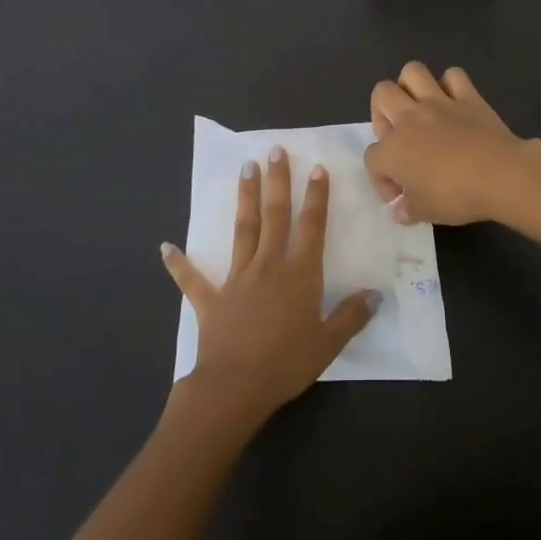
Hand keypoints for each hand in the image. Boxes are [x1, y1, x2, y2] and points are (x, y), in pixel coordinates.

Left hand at [162, 148, 377, 429]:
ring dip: (245, 199)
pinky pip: (193, 279)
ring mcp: (237, 279)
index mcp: (299, 275)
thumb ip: (351, 316)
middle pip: (274, 216)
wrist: (235, 388)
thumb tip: (375, 294)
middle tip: (274, 151)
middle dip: (277, 182)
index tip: (316, 168)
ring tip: (245, 169)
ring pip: (243, 231)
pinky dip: (179, 264)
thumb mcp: (328, 344)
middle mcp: (268, 266)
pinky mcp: (211, 299)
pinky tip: (165, 247)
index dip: (316, 197)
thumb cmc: (286, 364)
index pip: (311, 227)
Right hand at [365, 62, 536, 225]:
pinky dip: (450, 85)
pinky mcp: (468, 97)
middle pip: (381, 95)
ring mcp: (439, 102)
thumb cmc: (456, 196)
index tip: (400, 196)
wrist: (500, 175)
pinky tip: (453, 103)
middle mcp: (409, 118)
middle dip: (382, 113)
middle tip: (398, 137)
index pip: (372, 158)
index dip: (381, 178)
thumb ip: (407, 209)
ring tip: (418, 109)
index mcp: (392, 149)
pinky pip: (453, 77)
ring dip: (410, 87)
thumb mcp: (424, 213)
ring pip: (412, 71)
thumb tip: (400, 209)